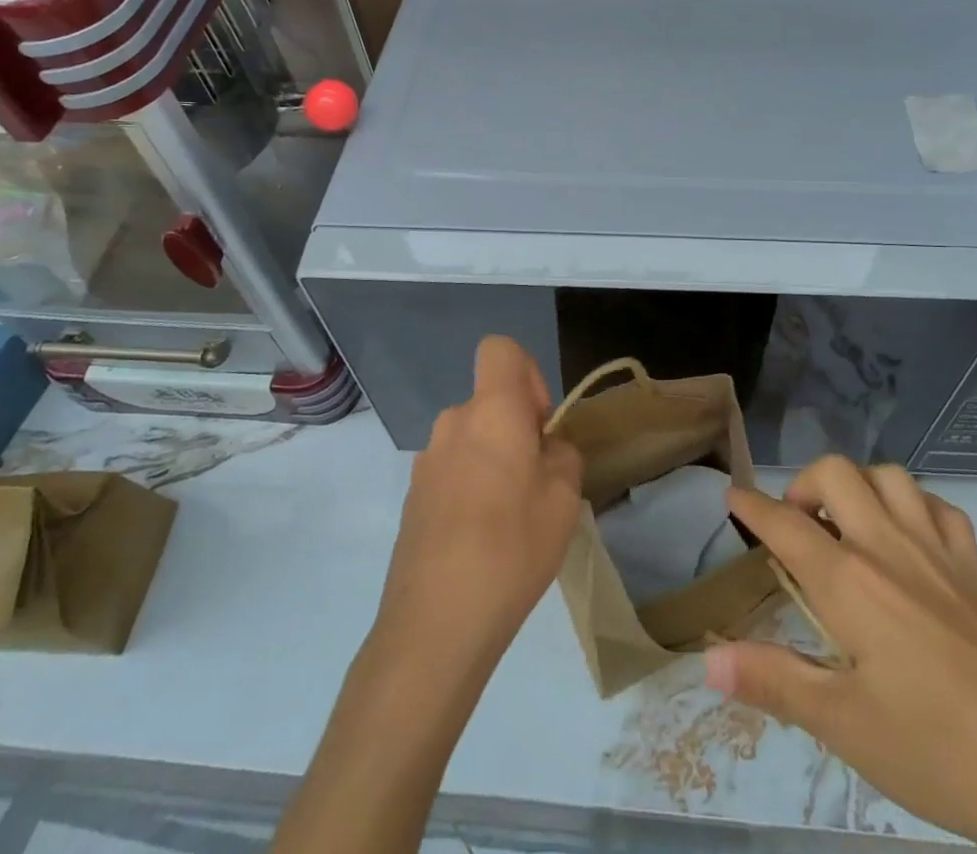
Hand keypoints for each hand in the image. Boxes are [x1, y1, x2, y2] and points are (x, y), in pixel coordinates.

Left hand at [279, 339, 583, 853]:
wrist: (434, 626)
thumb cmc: (511, 548)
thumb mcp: (563, 498)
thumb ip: (562, 455)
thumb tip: (545, 448)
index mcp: (490, 411)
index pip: (501, 350)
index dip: (528, 375)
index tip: (539, 425)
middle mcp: (452, 423)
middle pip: (490, 402)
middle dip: (517, 430)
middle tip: (537, 485)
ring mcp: (426, 462)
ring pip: (473, 439)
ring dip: (495, 462)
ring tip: (512, 521)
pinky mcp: (413, 498)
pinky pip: (454, 471)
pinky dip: (472, 489)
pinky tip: (482, 542)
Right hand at [706, 458, 976, 853]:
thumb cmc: (937, 753)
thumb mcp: (843, 727)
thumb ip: (773, 682)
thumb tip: (708, 658)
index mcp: (851, 583)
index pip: (786, 525)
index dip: (753, 506)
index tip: (732, 495)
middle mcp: (890, 548)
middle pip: (837, 474)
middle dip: (804, 485)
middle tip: (795, 526)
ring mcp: (939, 553)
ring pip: (890, 476)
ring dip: (859, 485)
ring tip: (847, 524)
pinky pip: (941, 508)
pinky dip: (915, 505)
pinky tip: (909, 537)